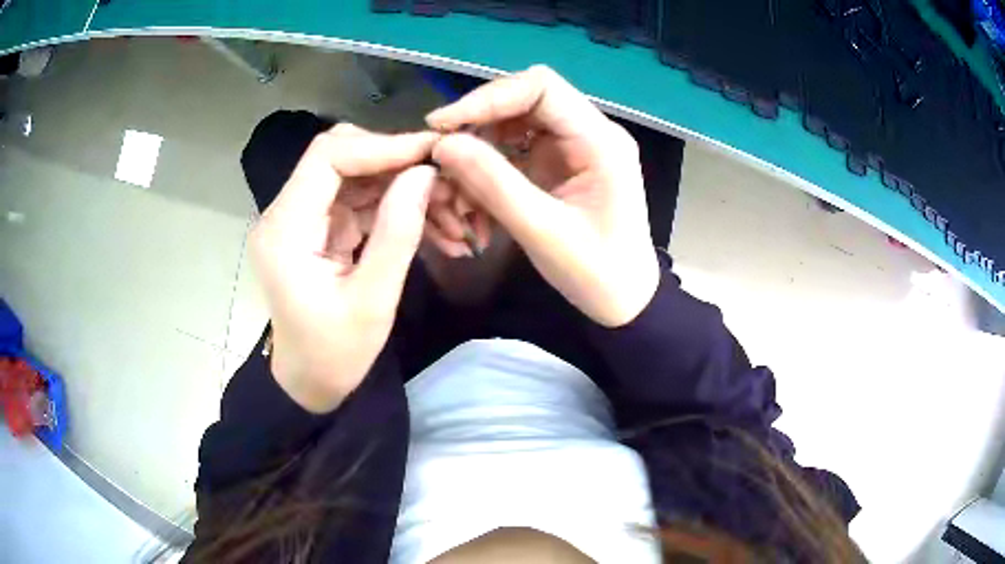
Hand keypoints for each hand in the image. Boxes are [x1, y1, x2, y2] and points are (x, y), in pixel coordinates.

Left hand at [251, 124, 437, 412]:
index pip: (327, 157)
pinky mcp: (316, 226)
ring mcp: (300, 218)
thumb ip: (398, 233)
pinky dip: (392, 202)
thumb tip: (425, 174)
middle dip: (393, 159)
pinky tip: (428, 217)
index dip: (381, 145)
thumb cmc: (335, 354)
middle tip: (441, 176)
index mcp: (285, 230)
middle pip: (338, 155)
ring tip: (446, 203)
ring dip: (399, 181)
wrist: (310, 381)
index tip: (431, 153)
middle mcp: (285, 213)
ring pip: (353, 173)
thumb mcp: (373, 301)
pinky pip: (357, 197)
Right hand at [428, 66, 659, 326]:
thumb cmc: (596, 273)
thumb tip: (443, 145)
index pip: (541, 88)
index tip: (444, 125)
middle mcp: (589, 132)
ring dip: (481, 146)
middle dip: (479, 123)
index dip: (488, 98)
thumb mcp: (542, 231)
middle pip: (525, 100)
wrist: (625, 300)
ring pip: (516, 123)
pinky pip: (518, 149)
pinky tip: (474, 195)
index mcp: (600, 140)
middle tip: (442, 153)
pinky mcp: (561, 164)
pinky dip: (490, 166)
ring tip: (456, 182)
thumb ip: (493, 183)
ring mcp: (574, 147)